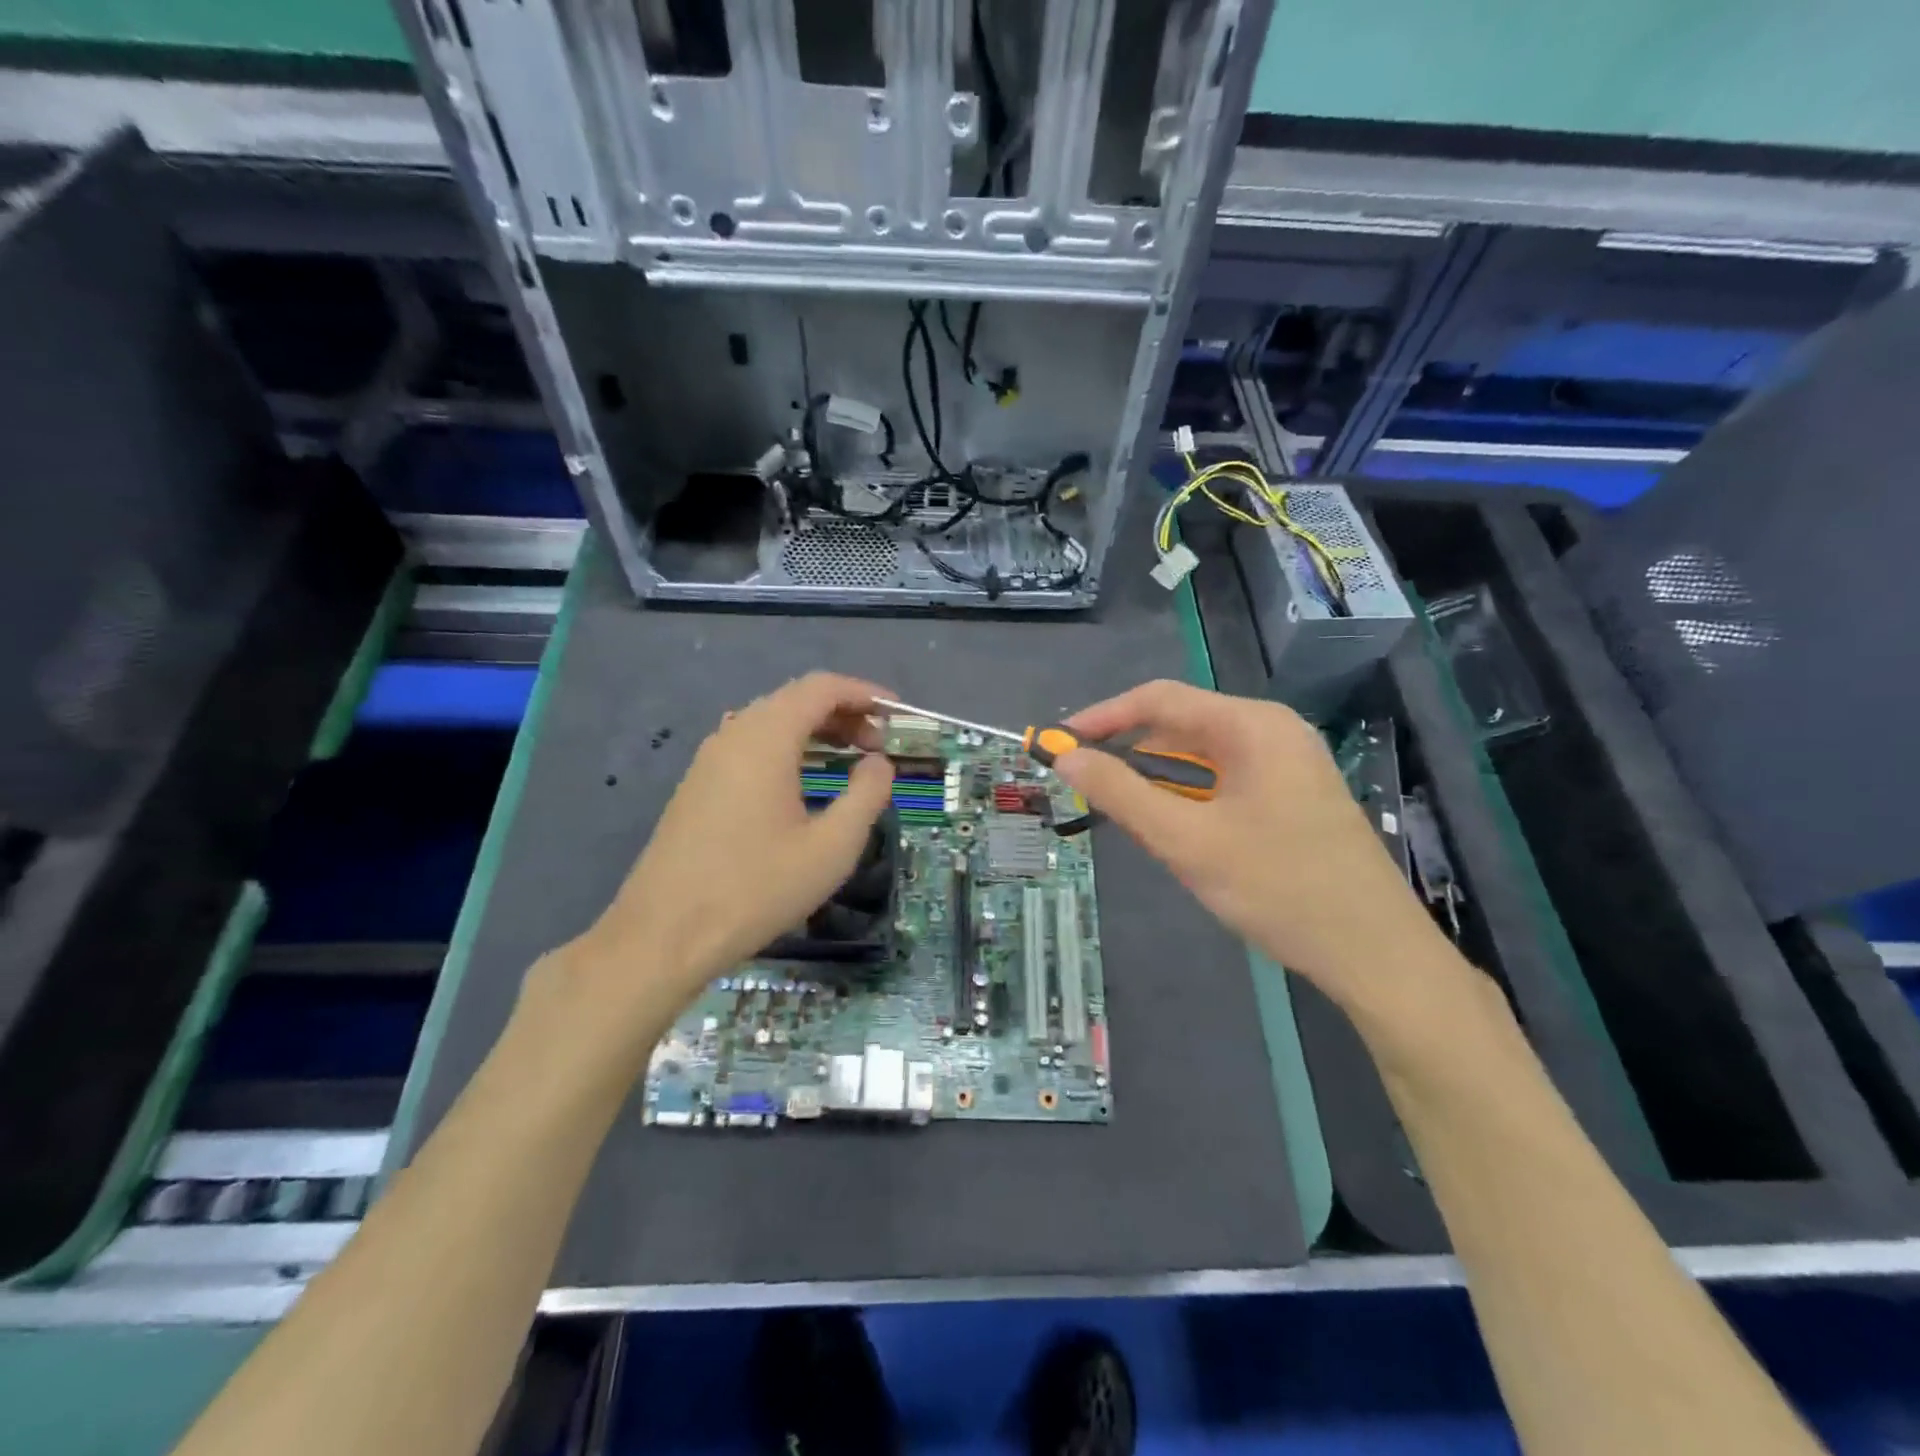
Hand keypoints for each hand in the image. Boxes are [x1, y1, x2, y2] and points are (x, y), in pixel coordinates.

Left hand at [546, 673, 894, 1029]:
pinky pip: (751, 747)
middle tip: (879, 745)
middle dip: (843, 713)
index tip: (897, 714)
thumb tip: (878, 762)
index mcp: (765, 739)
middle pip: (795, 700)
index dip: (864, 693)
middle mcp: (733, 735)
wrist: (663, 935)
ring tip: (850, 760)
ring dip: (815, 731)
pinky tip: (804, 783)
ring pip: (771, 723)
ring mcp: (709, 760)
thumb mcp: (831, 847)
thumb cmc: (756, 889)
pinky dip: (788, 749)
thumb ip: (867, 794)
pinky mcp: (697, 785)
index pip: (820, 688)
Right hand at [1051, 680, 1445, 1010]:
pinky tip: (1167, 820)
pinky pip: (1225, 778)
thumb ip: (1121, 794)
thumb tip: (1066, 759)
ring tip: (1114, 801)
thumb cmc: (1278, 887)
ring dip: (1155, 772)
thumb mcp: (1187, 841)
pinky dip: (1187, 791)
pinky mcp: (1293, 795)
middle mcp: (1273, 730)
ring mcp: (1288, 763)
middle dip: (1128, 746)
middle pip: (1182, 723)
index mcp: (1252, 725)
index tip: (1060, 744)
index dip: (1103, 717)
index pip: (1161, 699)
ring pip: (1203, 754)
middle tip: (1082, 778)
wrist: (1375, 953)